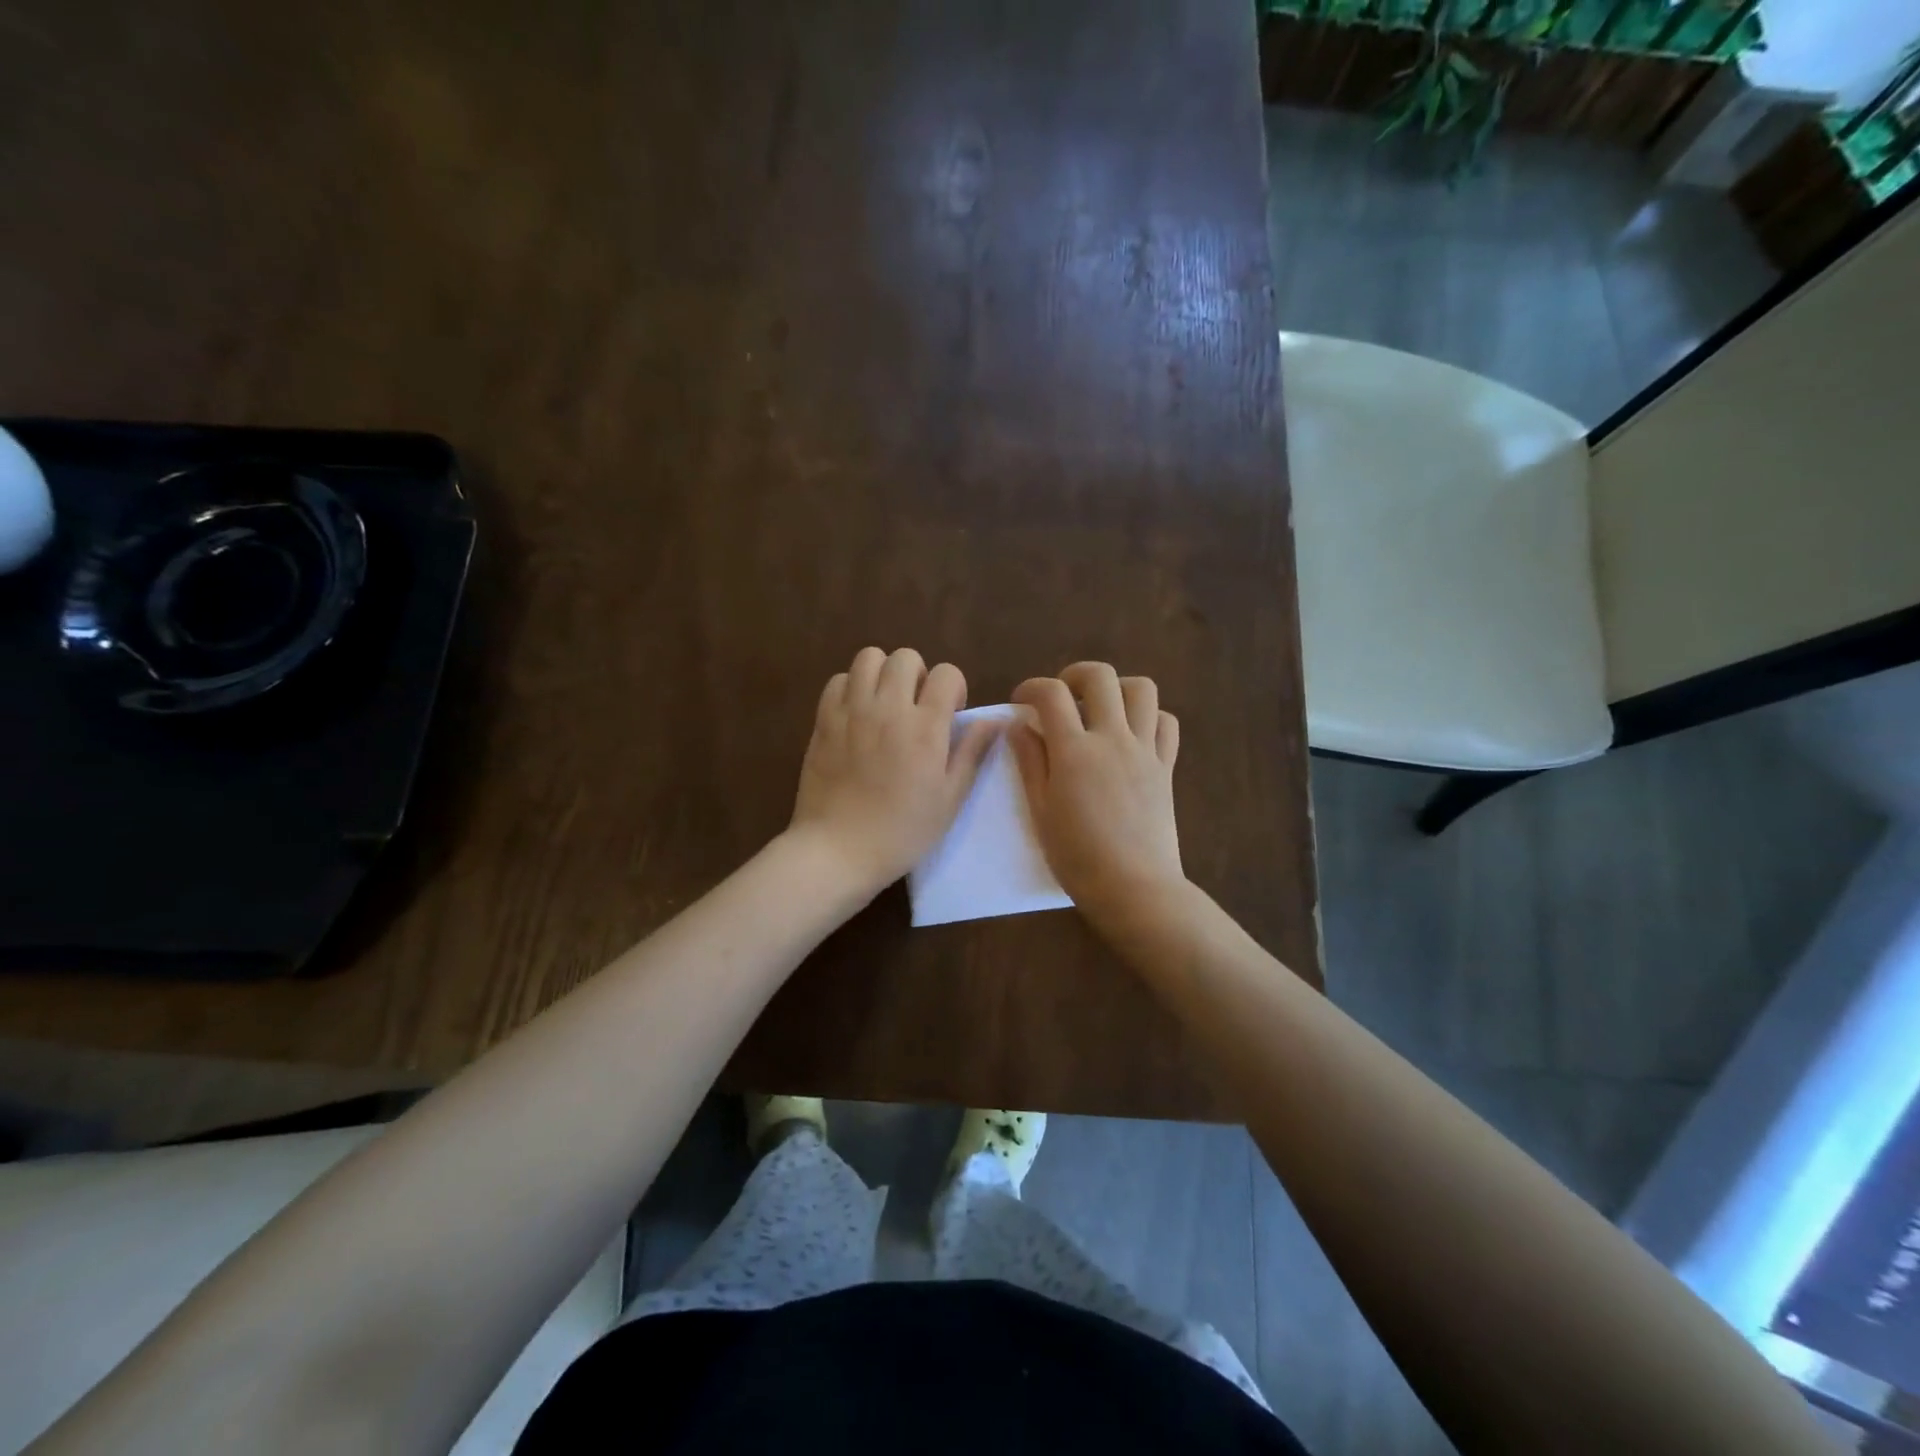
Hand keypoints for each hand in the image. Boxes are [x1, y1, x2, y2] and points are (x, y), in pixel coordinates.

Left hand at [788, 647, 998, 897]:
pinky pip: (839, 680)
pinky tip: (857, 714)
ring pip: (869, 657)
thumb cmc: (902, 831)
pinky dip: (852, 687)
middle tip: (917, 708)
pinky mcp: (824, 720)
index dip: (954, 689)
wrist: (838, 849)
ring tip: (885, 703)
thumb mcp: (950, 799)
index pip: (948, 674)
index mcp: (926, 727)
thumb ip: (972, 753)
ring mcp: (852, 711)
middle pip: (906, 657)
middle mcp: (889, 708)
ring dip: (883, 673)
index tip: (950, 716)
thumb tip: (996, 720)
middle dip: (919, 675)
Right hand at [1009, 662, 1183, 928]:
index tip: (1021, 701)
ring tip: (1101, 709)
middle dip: (1074, 675)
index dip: (1031, 687)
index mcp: (1074, 751)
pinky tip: (1132, 733)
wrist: (1133, 887)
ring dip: (1117, 688)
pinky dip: (1149, 716)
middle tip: (1062, 697)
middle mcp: (1112, 738)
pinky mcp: (1166, 766)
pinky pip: (1166, 723)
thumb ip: (1030, 762)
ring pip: (1142, 690)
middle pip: (1099, 677)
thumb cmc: (1077, 857)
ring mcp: (1145, 750)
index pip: (1050, 695)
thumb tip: (1020, 726)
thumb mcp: (1040, 811)